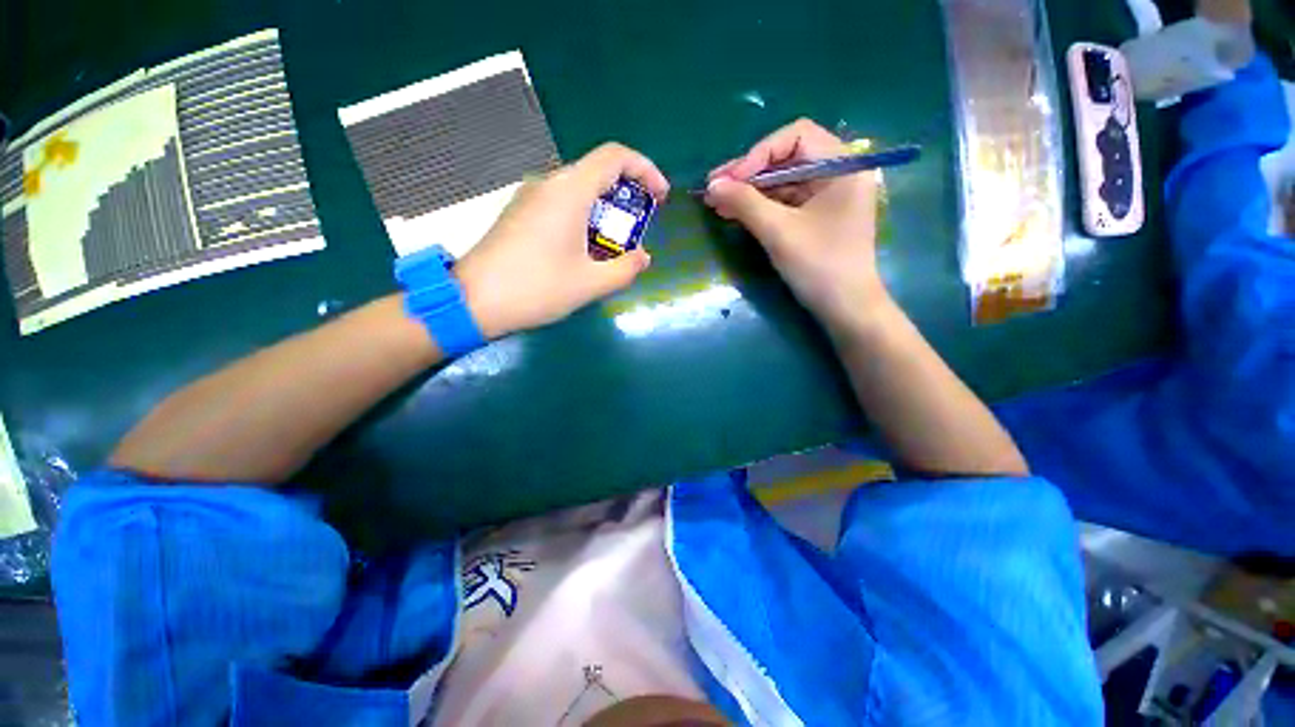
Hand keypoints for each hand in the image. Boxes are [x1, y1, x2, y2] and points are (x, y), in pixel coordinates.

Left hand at [454, 143, 669, 337]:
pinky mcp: (519, 213)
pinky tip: (583, 250)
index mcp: (569, 191)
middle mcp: (548, 184)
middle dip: (626, 197)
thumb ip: (625, 269)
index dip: (645, 170)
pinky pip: (560, 204)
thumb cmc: (536, 288)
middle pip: (597, 172)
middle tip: (637, 230)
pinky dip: (583, 218)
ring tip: (612, 247)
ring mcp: (530, 197)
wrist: (473, 300)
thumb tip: (642, 257)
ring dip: (604, 211)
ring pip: (579, 190)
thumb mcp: (590, 284)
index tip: (660, 198)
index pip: (615, 156)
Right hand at [704, 119, 886, 329]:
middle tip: (714, 188)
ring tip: (717, 202)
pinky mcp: (817, 215)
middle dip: (748, 174)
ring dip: (749, 191)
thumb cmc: (819, 266)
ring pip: (782, 181)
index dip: (757, 154)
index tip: (728, 180)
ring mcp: (827, 194)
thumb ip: (745, 203)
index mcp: (842, 164)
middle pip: (787, 158)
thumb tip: (711, 184)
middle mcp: (838, 171)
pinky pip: (784, 201)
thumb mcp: (779, 232)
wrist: (845, 308)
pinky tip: (735, 212)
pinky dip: (760, 206)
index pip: (796, 136)